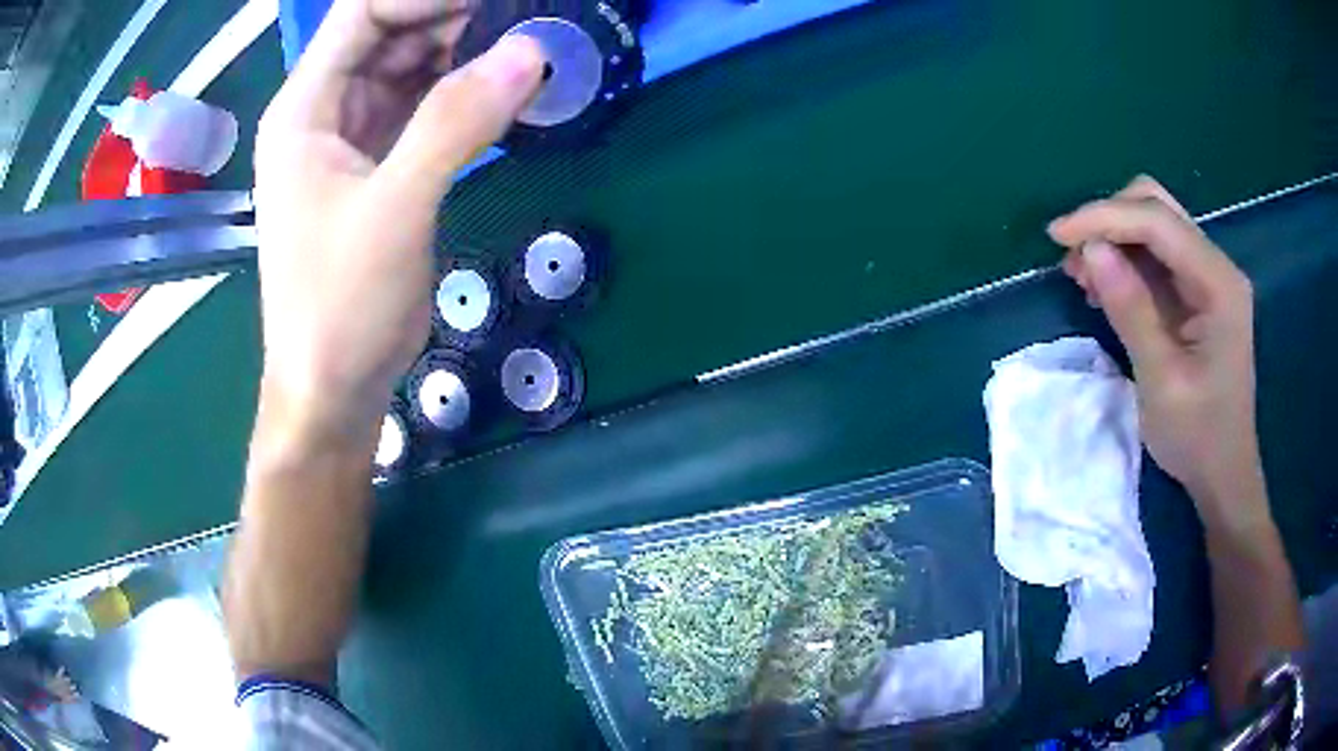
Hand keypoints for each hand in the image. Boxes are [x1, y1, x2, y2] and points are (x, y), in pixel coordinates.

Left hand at [253, 0, 544, 445]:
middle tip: (529, 20)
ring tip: (529, 47)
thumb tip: (531, 51)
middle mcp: (324, 112)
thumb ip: (456, 123)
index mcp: (305, 109)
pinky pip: (423, 110)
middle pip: (391, 34)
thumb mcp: (394, 209)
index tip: (498, 1)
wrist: (333, 388)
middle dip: (457, 19)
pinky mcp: (378, 168)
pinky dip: (464, 97)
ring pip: (410, 69)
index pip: (364, 14)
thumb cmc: (339, 306)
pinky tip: (507, 92)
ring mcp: (350, 140)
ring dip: (466, 55)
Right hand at [1048, 177, 1263, 517]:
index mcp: (1218, 284)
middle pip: (1156, 207)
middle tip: (1074, 258)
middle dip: (1109, 221)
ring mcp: (1208, 277)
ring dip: (1114, 238)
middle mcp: (1216, 266)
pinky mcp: (1197, 292)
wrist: (1224, 473)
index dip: (1105, 217)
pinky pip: (1156, 255)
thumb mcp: (1161, 381)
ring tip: (1083, 275)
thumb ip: (1131, 311)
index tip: (1057, 236)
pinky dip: (1125, 261)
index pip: (1158, 221)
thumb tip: (1090, 250)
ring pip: (1153, 225)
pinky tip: (1106, 287)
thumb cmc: (1197, 437)